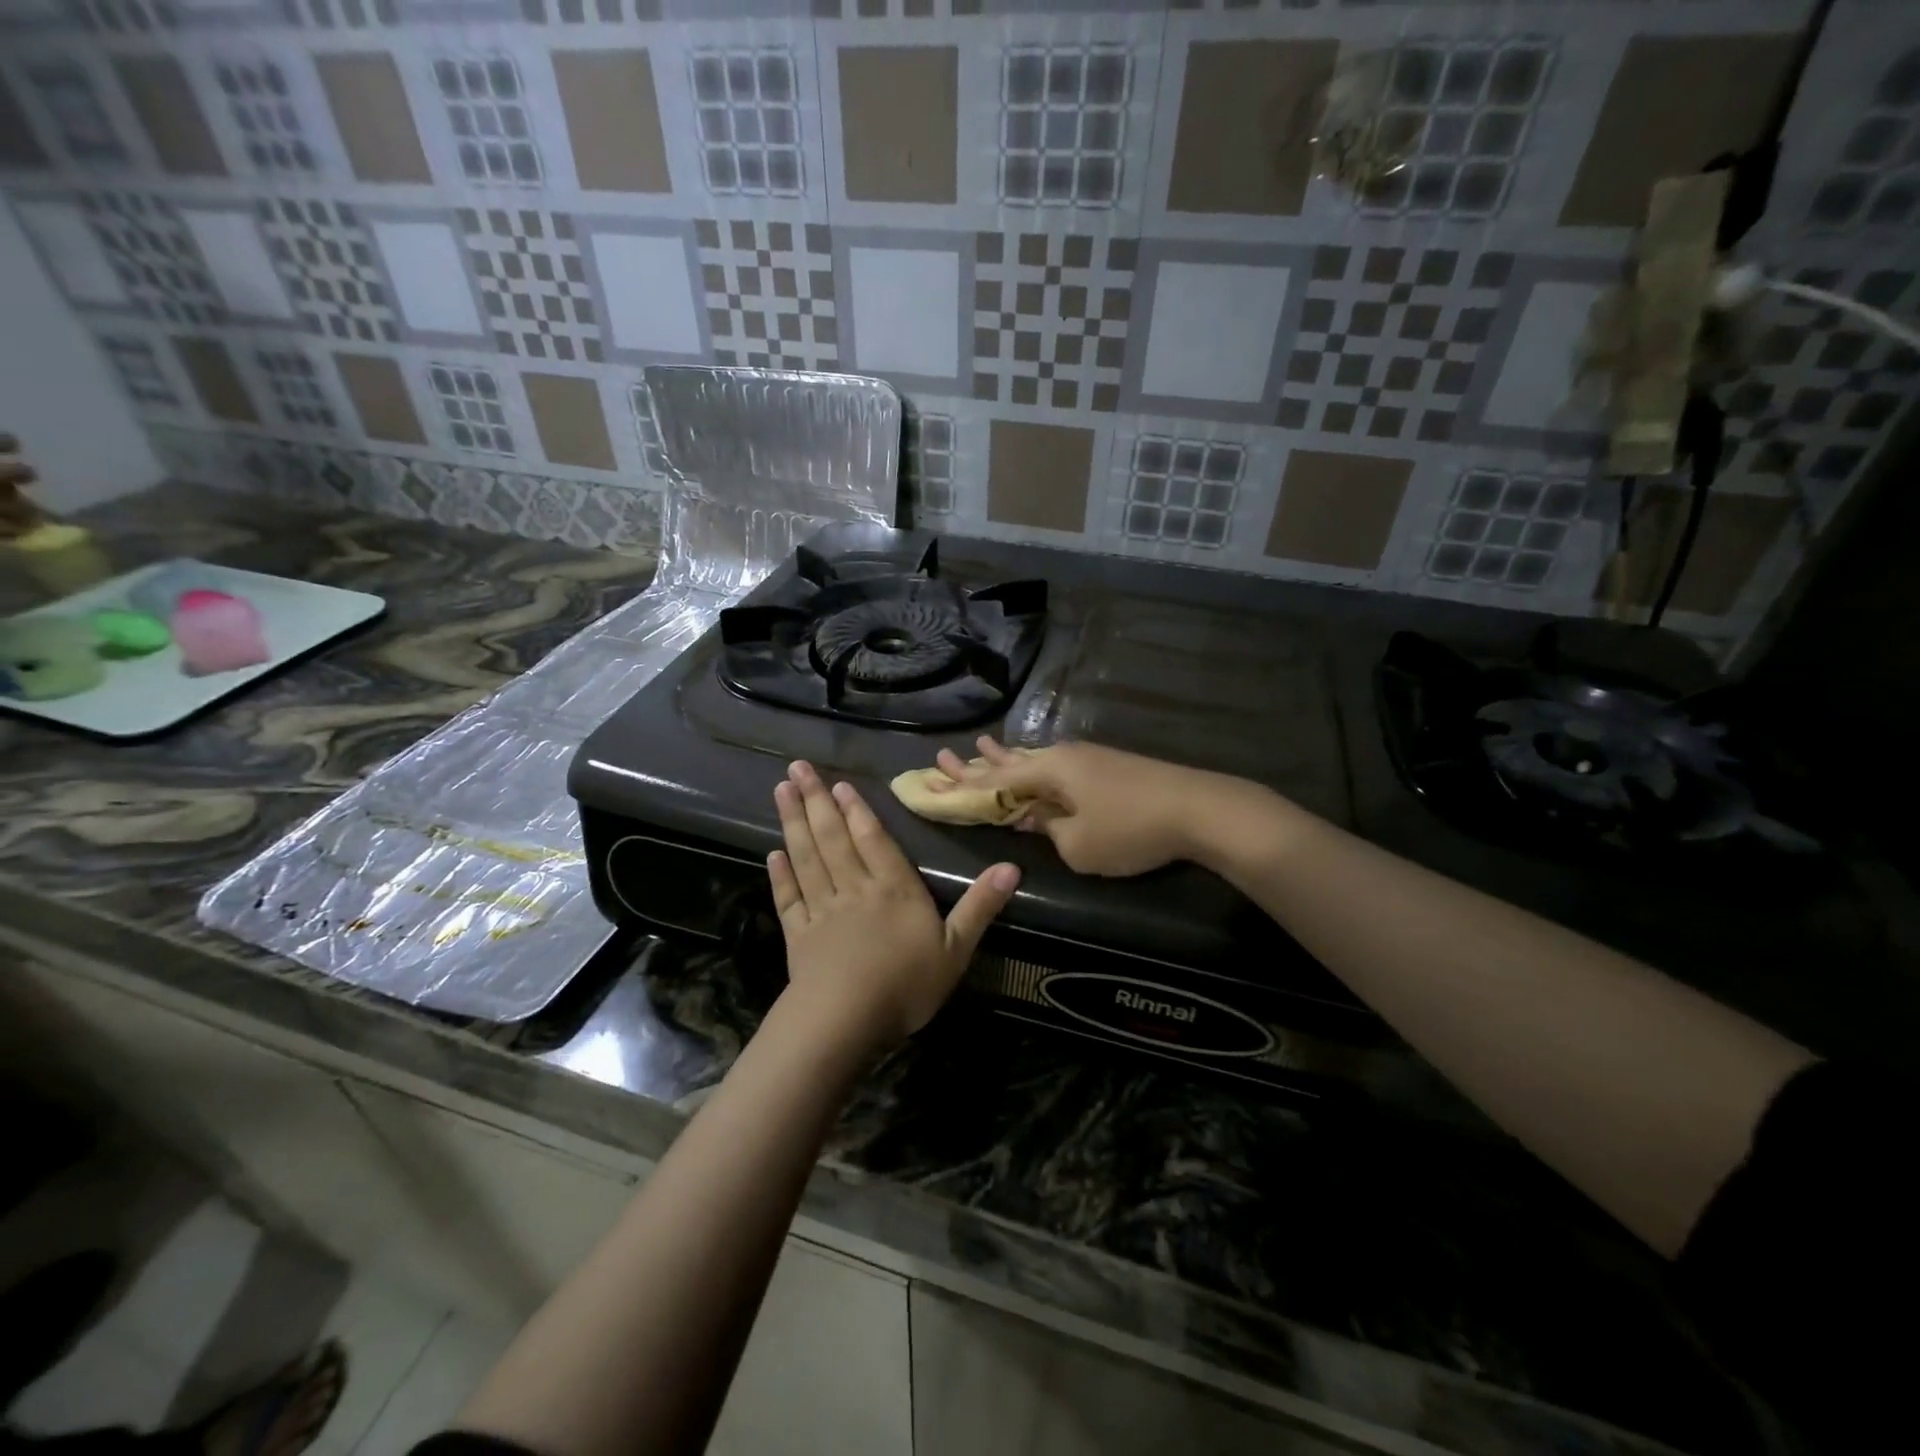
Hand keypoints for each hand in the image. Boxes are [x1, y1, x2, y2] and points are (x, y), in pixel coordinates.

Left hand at [769, 760, 1019, 1050]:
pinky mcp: (798, 934)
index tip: (837, 784)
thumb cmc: (906, 985)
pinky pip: (788, 897)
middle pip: (833, 838)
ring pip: (806, 857)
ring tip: (781, 791)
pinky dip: (780, 875)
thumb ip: (980, 906)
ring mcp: (822, 910)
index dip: (856, 810)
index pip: (873, 840)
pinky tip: (773, 854)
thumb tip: (1012, 866)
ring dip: (793, 823)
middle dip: (815, 801)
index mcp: (894, 889)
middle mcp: (854, 889)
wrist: (846, 1021)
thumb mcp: (956, 949)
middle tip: (797, 768)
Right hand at [932, 738, 1252, 876]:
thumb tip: (1037, 820)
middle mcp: (1062, 757)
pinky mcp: (1107, 767)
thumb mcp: (1078, 845)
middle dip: (977, 765)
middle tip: (943, 758)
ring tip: (981, 746)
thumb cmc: (1130, 830)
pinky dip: (1034, 767)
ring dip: (1006, 759)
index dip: (962, 784)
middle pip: (1010, 763)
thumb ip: (1049, 831)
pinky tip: (1032, 760)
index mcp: (1048, 772)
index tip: (933, 776)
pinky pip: (1056, 765)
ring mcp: (1087, 758)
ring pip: (1034, 760)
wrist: (1198, 809)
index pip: (994, 781)